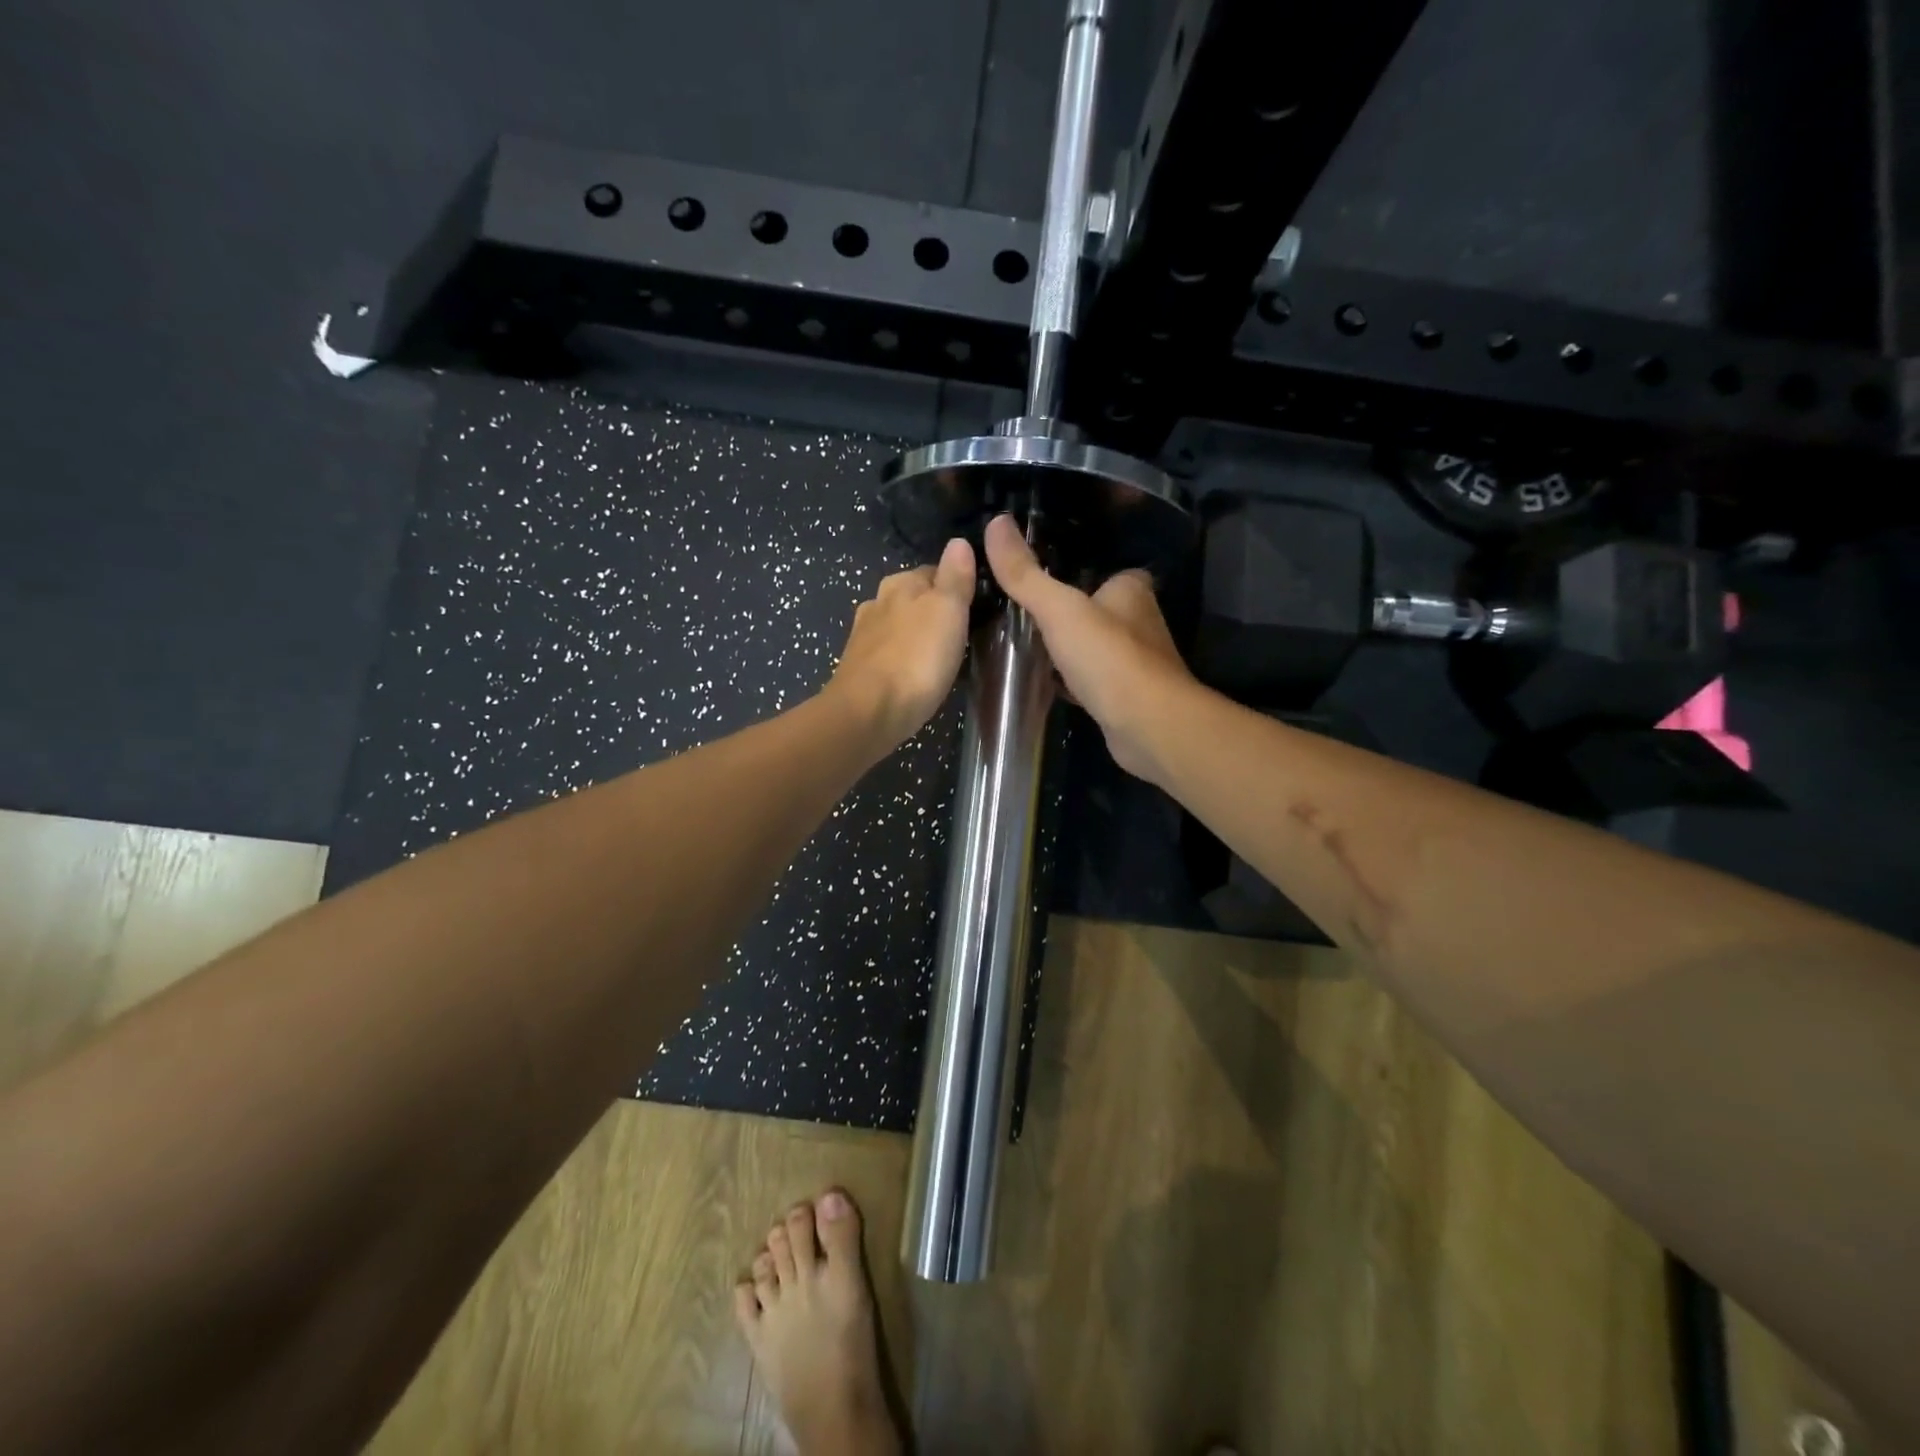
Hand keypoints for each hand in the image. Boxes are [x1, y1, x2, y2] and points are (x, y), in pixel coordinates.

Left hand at [830, 539, 975, 749]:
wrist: (868, 713)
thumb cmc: (916, 658)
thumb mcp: (948, 611)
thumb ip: (955, 577)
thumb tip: (958, 542)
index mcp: (900, 583)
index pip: (935, 571)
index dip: (956, 585)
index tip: (975, 605)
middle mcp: (877, 602)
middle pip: (914, 598)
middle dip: (933, 611)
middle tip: (961, 633)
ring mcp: (864, 636)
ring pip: (898, 626)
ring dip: (915, 635)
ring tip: (939, 655)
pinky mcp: (858, 668)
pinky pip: (887, 653)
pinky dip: (901, 658)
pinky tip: (911, 674)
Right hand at [983, 514, 1197, 783]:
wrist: (1147, 726)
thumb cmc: (1108, 657)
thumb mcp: (1059, 609)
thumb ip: (1026, 573)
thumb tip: (995, 522)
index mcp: (1131, 590)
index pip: (1104, 571)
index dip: (1076, 573)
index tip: (1039, 579)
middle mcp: (1139, 622)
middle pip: (1096, 610)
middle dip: (1067, 615)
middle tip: (1020, 614)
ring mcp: (1135, 663)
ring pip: (1094, 647)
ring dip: (1068, 649)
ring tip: (1025, 646)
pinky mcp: (1125, 697)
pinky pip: (1092, 681)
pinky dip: (1071, 681)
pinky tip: (1045, 684)